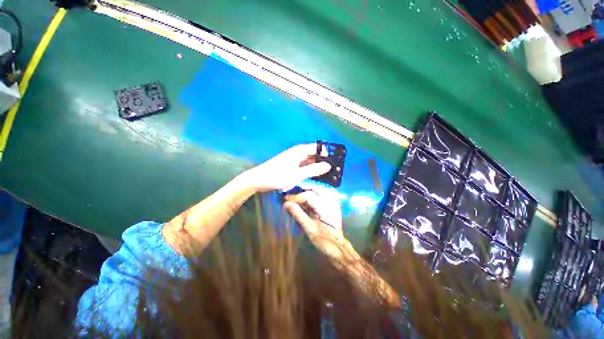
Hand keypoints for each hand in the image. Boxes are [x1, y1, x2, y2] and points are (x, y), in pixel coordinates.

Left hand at [245, 144, 330, 191]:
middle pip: (314, 154)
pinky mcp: (290, 166)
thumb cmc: (276, 176)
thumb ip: (313, 170)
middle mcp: (297, 152)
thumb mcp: (296, 175)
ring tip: (328, 176)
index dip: (327, 154)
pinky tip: (315, 178)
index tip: (337, 163)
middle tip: (335, 172)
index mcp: (299, 151)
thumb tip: (329, 166)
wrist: (257, 180)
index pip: (318, 148)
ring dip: (317, 167)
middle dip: (323, 161)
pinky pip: (304, 166)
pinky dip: (310, 170)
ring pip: (309, 161)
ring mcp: (293, 159)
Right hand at [283, 188, 348, 258]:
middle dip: (300, 192)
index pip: (309, 195)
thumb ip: (298, 214)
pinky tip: (303, 202)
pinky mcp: (332, 204)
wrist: (337, 246)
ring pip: (317, 191)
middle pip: (313, 190)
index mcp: (327, 206)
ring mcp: (333, 201)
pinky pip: (320, 195)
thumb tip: (285, 203)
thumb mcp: (309, 228)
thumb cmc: (323, 240)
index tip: (285, 199)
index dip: (295, 196)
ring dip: (305, 193)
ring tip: (294, 198)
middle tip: (288, 197)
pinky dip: (311, 197)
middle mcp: (332, 200)